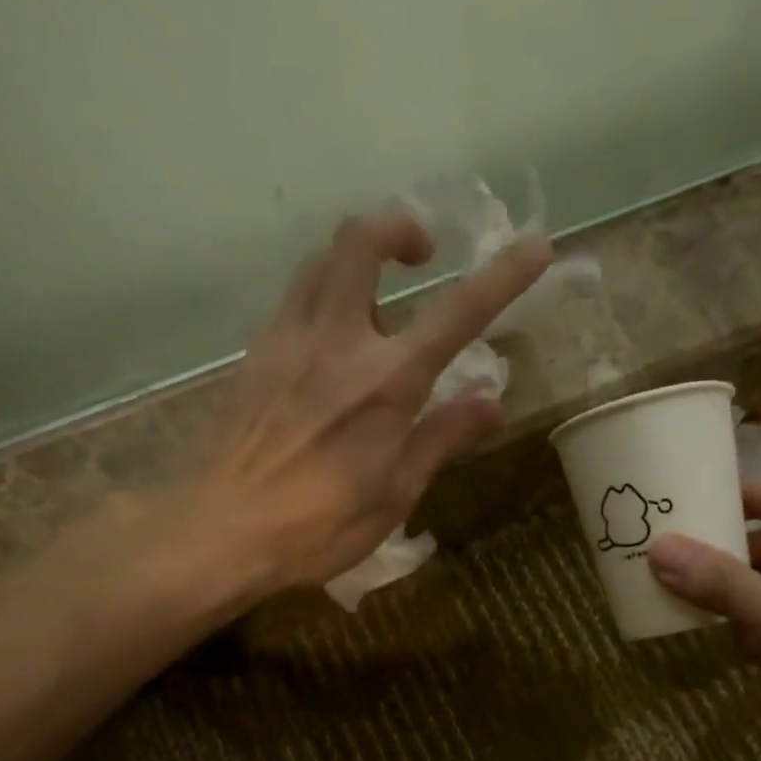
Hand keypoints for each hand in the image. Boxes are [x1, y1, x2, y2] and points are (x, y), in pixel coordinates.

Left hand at [204, 212, 551, 590]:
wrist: (225, 531)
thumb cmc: (322, 525)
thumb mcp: (397, 491)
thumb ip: (444, 436)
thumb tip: (493, 403)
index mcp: (388, 381)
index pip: (459, 313)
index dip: (503, 276)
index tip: (535, 246)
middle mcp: (339, 341)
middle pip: (362, 241)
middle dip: (398, 229)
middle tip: (420, 256)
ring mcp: (289, 340)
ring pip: (320, 260)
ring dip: (356, 259)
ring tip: (376, 299)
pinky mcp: (255, 355)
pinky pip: (292, 299)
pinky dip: (321, 295)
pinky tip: (329, 342)